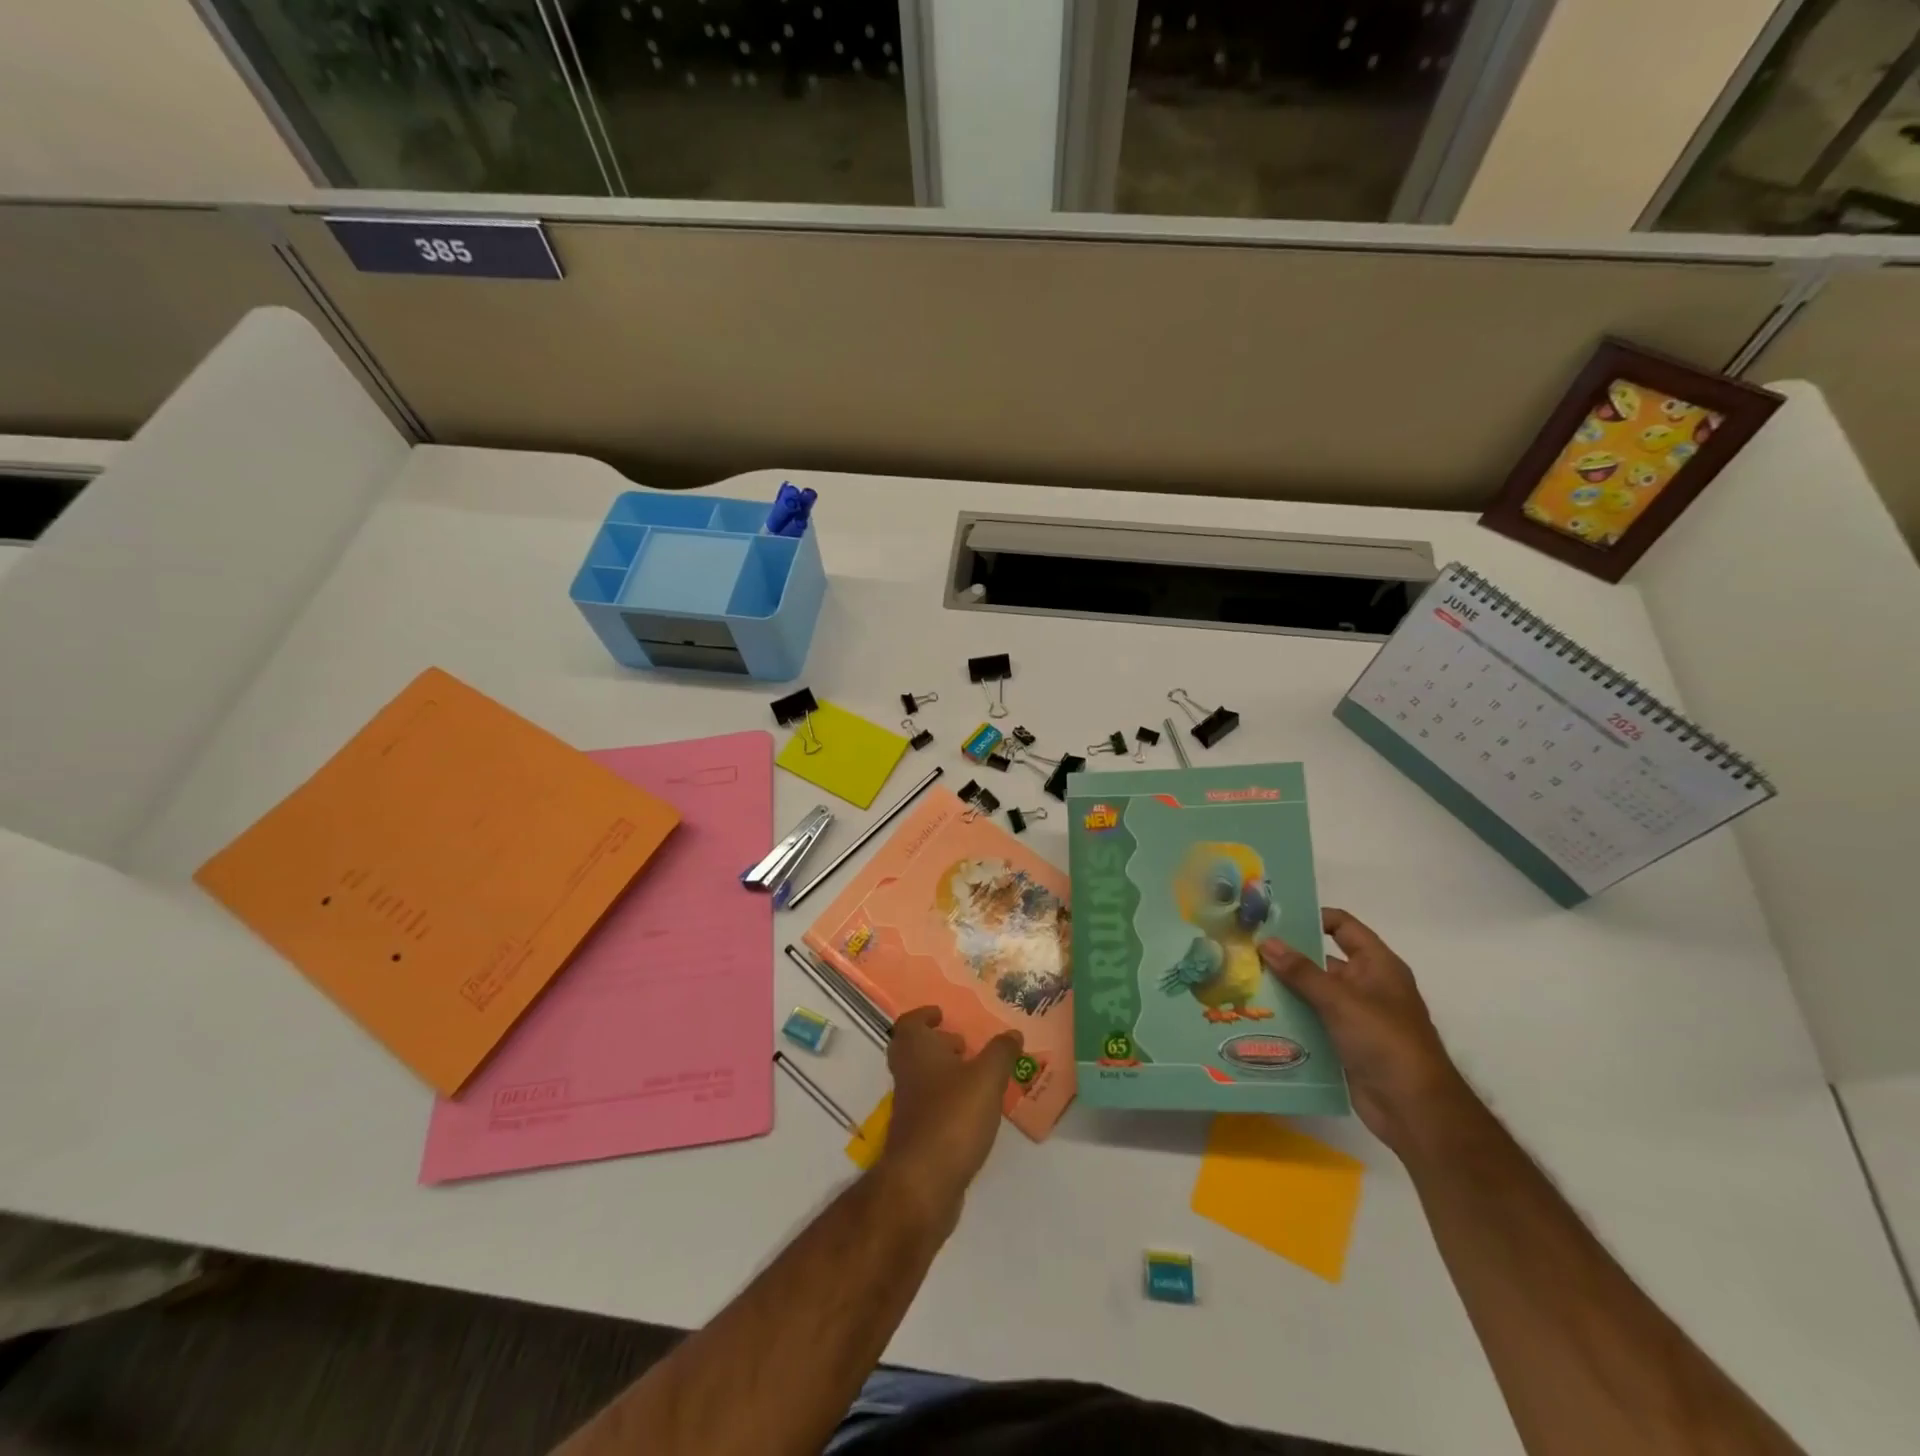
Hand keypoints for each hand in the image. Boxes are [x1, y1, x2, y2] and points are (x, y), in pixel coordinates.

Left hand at [876, 1008, 1020, 1224]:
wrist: (922, 1184)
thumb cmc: (952, 1117)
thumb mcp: (986, 1078)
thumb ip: (1001, 1053)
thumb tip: (1013, 1033)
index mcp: (917, 1052)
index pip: (910, 1024)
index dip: (924, 1016)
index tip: (942, 1014)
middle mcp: (907, 1075)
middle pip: (914, 1051)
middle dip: (937, 1045)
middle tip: (963, 1045)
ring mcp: (910, 1109)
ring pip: (923, 1080)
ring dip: (945, 1074)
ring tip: (978, 1077)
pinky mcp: (918, 1138)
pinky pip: (932, 1108)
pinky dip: (949, 1102)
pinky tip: (975, 1112)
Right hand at [1260, 908, 1471, 1155]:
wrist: (1414, 1110)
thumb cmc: (1385, 1042)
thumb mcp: (1341, 1001)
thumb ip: (1302, 972)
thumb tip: (1267, 941)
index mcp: (1377, 966)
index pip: (1342, 927)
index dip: (1312, 918)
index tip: (1273, 919)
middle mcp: (1366, 986)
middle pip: (1321, 961)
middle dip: (1286, 956)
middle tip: (1245, 949)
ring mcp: (1354, 1016)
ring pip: (1312, 993)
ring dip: (1283, 989)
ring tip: (1242, 980)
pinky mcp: (1343, 1043)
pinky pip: (1311, 1022)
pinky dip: (1290, 1018)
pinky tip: (1257, 1015)